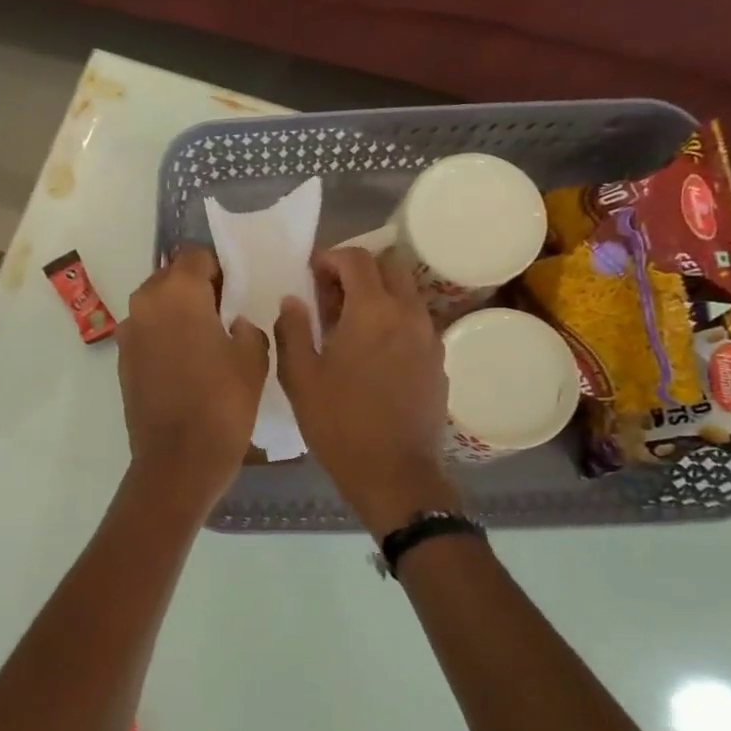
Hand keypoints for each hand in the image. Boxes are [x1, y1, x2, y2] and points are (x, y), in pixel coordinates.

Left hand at [116, 248, 268, 509]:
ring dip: (178, 313)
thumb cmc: (223, 403)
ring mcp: (128, 333)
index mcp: (177, 292)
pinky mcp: (123, 361)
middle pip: (171, 276)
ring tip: (205, 341)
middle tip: (223, 314)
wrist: (178, 460)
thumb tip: (232, 323)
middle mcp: (145, 303)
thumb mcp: (253, 358)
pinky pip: (147, 333)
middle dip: (196, 287)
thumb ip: (246, 326)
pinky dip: (164, 337)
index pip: (196, 255)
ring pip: (156, 305)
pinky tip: (186, 364)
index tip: (236, 291)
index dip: (219, 268)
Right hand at [274, 248, 462, 537]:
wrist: (394, 472)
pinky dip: (393, 320)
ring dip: (378, 294)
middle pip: (390, 266)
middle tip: (330, 296)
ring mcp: (429, 337)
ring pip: (406, 293)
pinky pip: (415, 322)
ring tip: (349, 325)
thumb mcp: (300, 377)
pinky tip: (372, 353)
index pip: (357, 258)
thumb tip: (292, 301)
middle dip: (358, 270)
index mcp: (372, 311)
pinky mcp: (438, 361)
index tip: (311, 274)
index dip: (330, 258)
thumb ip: (292, 330)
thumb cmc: (339, 424)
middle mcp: (408, 314)